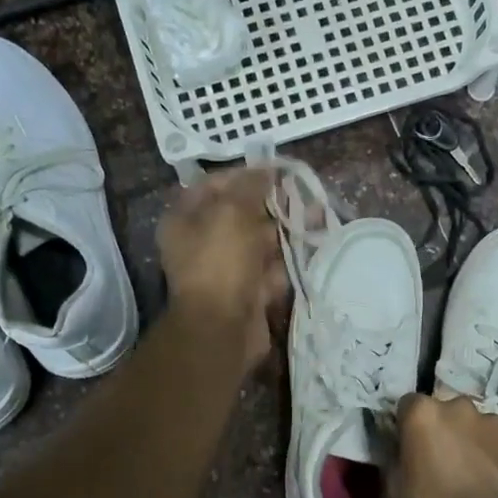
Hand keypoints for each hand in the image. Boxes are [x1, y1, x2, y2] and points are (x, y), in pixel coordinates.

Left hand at [157, 167, 286, 371]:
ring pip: (259, 243)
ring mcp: (225, 270)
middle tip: (300, 196)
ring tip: (312, 220)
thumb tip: (266, 170)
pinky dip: (285, 264)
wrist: (223, 327)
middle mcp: (201, 242)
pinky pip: (269, 271)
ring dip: (283, 234)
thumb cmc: (220, 261)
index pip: (213, 185)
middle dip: (270, 206)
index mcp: (185, 219)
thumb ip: (251, 186)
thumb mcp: (233, 211)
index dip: (243, 176)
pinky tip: (306, 250)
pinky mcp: (247, 292)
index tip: (275, 172)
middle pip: (240, 214)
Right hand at [391, 394, 497, 497]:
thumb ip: (397, 456)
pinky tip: (496, 479)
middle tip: (443, 459)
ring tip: (473, 471)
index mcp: (423, 414)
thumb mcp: (396, 487)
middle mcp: (459, 407)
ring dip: (471, 440)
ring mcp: (493, 422)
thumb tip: (403, 449)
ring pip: (477, 424)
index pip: (409, 405)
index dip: (408, 425)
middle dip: (443, 428)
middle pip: (446, 410)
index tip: (411, 446)